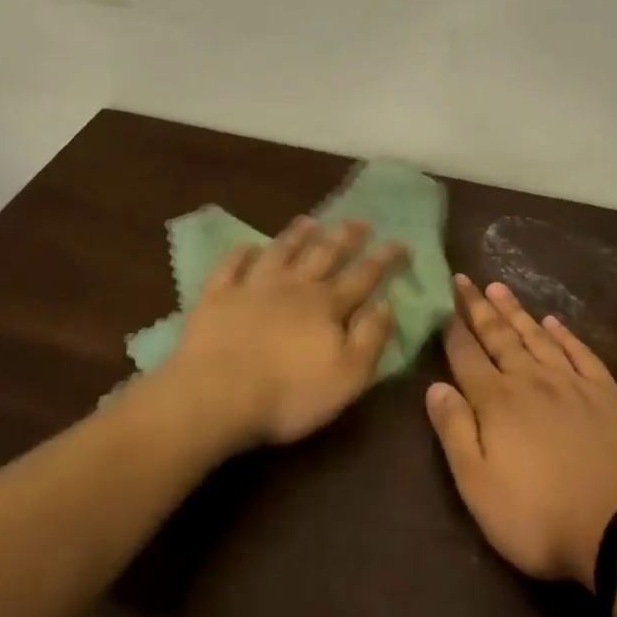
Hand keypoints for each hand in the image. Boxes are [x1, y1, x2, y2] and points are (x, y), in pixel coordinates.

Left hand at [162, 217, 405, 451]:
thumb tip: (387, 304)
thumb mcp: (347, 376)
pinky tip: (248, 245)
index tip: (401, 242)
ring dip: (297, 235)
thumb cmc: (289, 394)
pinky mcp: (217, 296)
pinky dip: (241, 253)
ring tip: (310, 221)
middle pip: (324, 255)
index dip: (384, 259)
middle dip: (345, 237)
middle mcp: (294, 287)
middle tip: (360, 220)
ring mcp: (252, 287)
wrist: (215, 396)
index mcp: (327, 306)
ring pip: (280, 252)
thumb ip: (371, 338)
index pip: (363, 276)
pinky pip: (231, 266)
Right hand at [426, 277, 616, 589]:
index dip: (452, 329)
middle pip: (499, 337)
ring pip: (536, 336)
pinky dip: (563, 334)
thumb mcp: (479, 486)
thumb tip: (434, 386)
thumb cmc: (539, 516)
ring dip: (515, 312)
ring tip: (499, 287)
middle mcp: (531, 380)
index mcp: (496, 402)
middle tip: (464, 279)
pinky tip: (552, 321)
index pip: (466, 356)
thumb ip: (454, 432)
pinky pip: (579, 352)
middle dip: (478, 308)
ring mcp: (571, 382)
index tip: (442, 303)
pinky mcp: (605, 392)